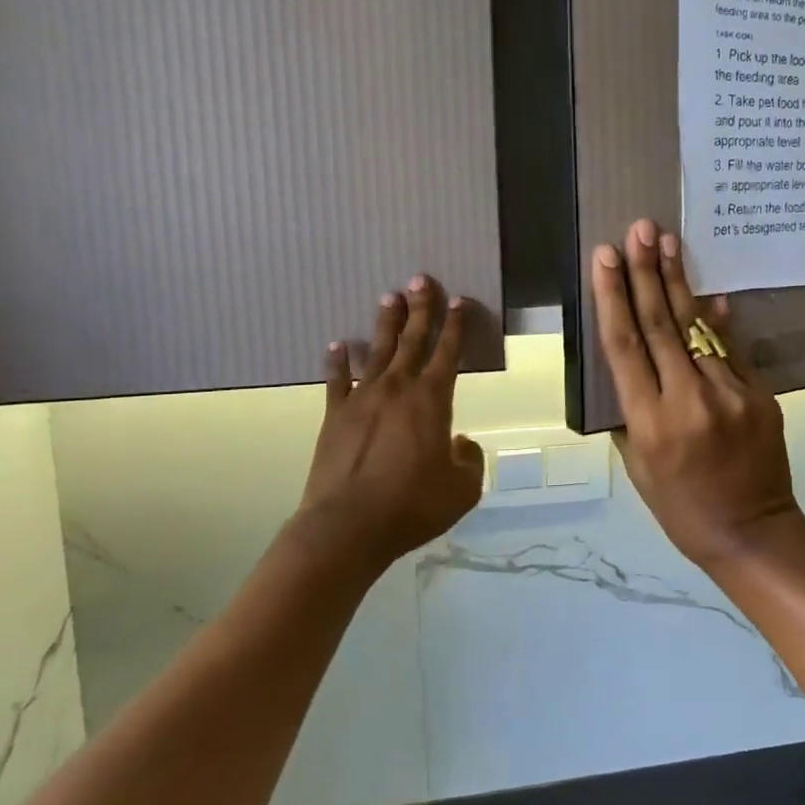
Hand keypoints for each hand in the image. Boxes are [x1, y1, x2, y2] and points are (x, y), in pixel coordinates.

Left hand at [296, 276, 484, 566]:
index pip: (448, 352)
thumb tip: (459, 441)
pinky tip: (338, 345)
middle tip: (420, 279)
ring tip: (389, 297)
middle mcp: (398, 388)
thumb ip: (469, 459)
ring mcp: (362, 399)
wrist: (348, 526)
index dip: (456, 325)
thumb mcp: (462, 489)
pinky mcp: (334, 415)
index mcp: (433, 400)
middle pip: (413, 339)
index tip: (459, 300)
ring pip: (378, 350)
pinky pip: (337, 380)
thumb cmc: (412, 505)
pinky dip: (338, 361)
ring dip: (386, 323)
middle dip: (420, 308)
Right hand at [592, 220, 803, 568]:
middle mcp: (688, 400)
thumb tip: (636, 360)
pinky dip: (715, 320)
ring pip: (696, 328)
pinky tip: (706, 291)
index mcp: (650, 423)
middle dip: (645, 273)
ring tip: (667, 242)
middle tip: (640, 229)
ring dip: (678, 282)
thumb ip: (632, 411)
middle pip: (660, 324)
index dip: (612, 296)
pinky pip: (730, 349)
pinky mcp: (759, 394)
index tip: (605, 256)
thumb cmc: (682, 509)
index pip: (625, 346)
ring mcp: (730, 394)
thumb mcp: (638, 468)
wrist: (753, 532)